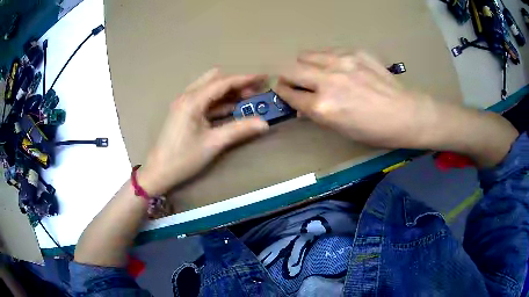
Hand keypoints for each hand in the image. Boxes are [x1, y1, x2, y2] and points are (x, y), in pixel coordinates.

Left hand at [139, 69, 269, 195]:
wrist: (159, 171)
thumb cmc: (184, 158)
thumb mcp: (213, 143)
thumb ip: (239, 130)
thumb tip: (264, 123)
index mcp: (193, 100)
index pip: (223, 82)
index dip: (245, 79)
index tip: (262, 78)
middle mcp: (187, 96)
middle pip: (215, 79)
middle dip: (236, 83)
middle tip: (253, 93)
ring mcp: (184, 103)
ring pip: (209, 88)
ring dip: (227, 91)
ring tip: (246, 100)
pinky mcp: (184, 112)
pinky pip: (204, 99)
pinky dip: (218, 101)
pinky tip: (231, 109)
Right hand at [275, 50, 437, 148]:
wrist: (405, 113)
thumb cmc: (374, 130)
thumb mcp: (341, 129)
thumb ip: (317, 114)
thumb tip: (302, 105)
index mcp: (323, 107)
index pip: (289, 93)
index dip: (283, 93)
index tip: (283, 91)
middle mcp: (327, 81)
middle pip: (290, 70)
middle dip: (287, 77)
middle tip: (295, 81)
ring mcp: (341, 62)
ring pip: (305, 54)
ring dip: (304, 64)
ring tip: (315, 71)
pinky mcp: (354, 52)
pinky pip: (327, 51)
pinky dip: (324, 59)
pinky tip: (336, 67)